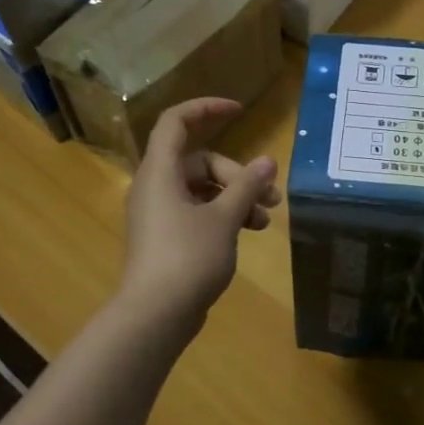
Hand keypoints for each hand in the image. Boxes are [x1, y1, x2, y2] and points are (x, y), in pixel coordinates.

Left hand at [117, 99, 280, 333]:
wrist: (155, 315)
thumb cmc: (188, 257)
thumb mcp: (224, 218)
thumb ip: (246, 186)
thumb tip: (267, 162)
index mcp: (160, 172)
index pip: (176, 122)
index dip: (206, 109)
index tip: (239, 111)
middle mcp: (155, 187)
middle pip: (198, 161)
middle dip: (237, 174)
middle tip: (268, 197)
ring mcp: (159, 214)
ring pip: (201, 189)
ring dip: (235, 198)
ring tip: (265, 220)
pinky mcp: (166, 238)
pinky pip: (197, 212)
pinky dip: (223, 216)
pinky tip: (248, 233)